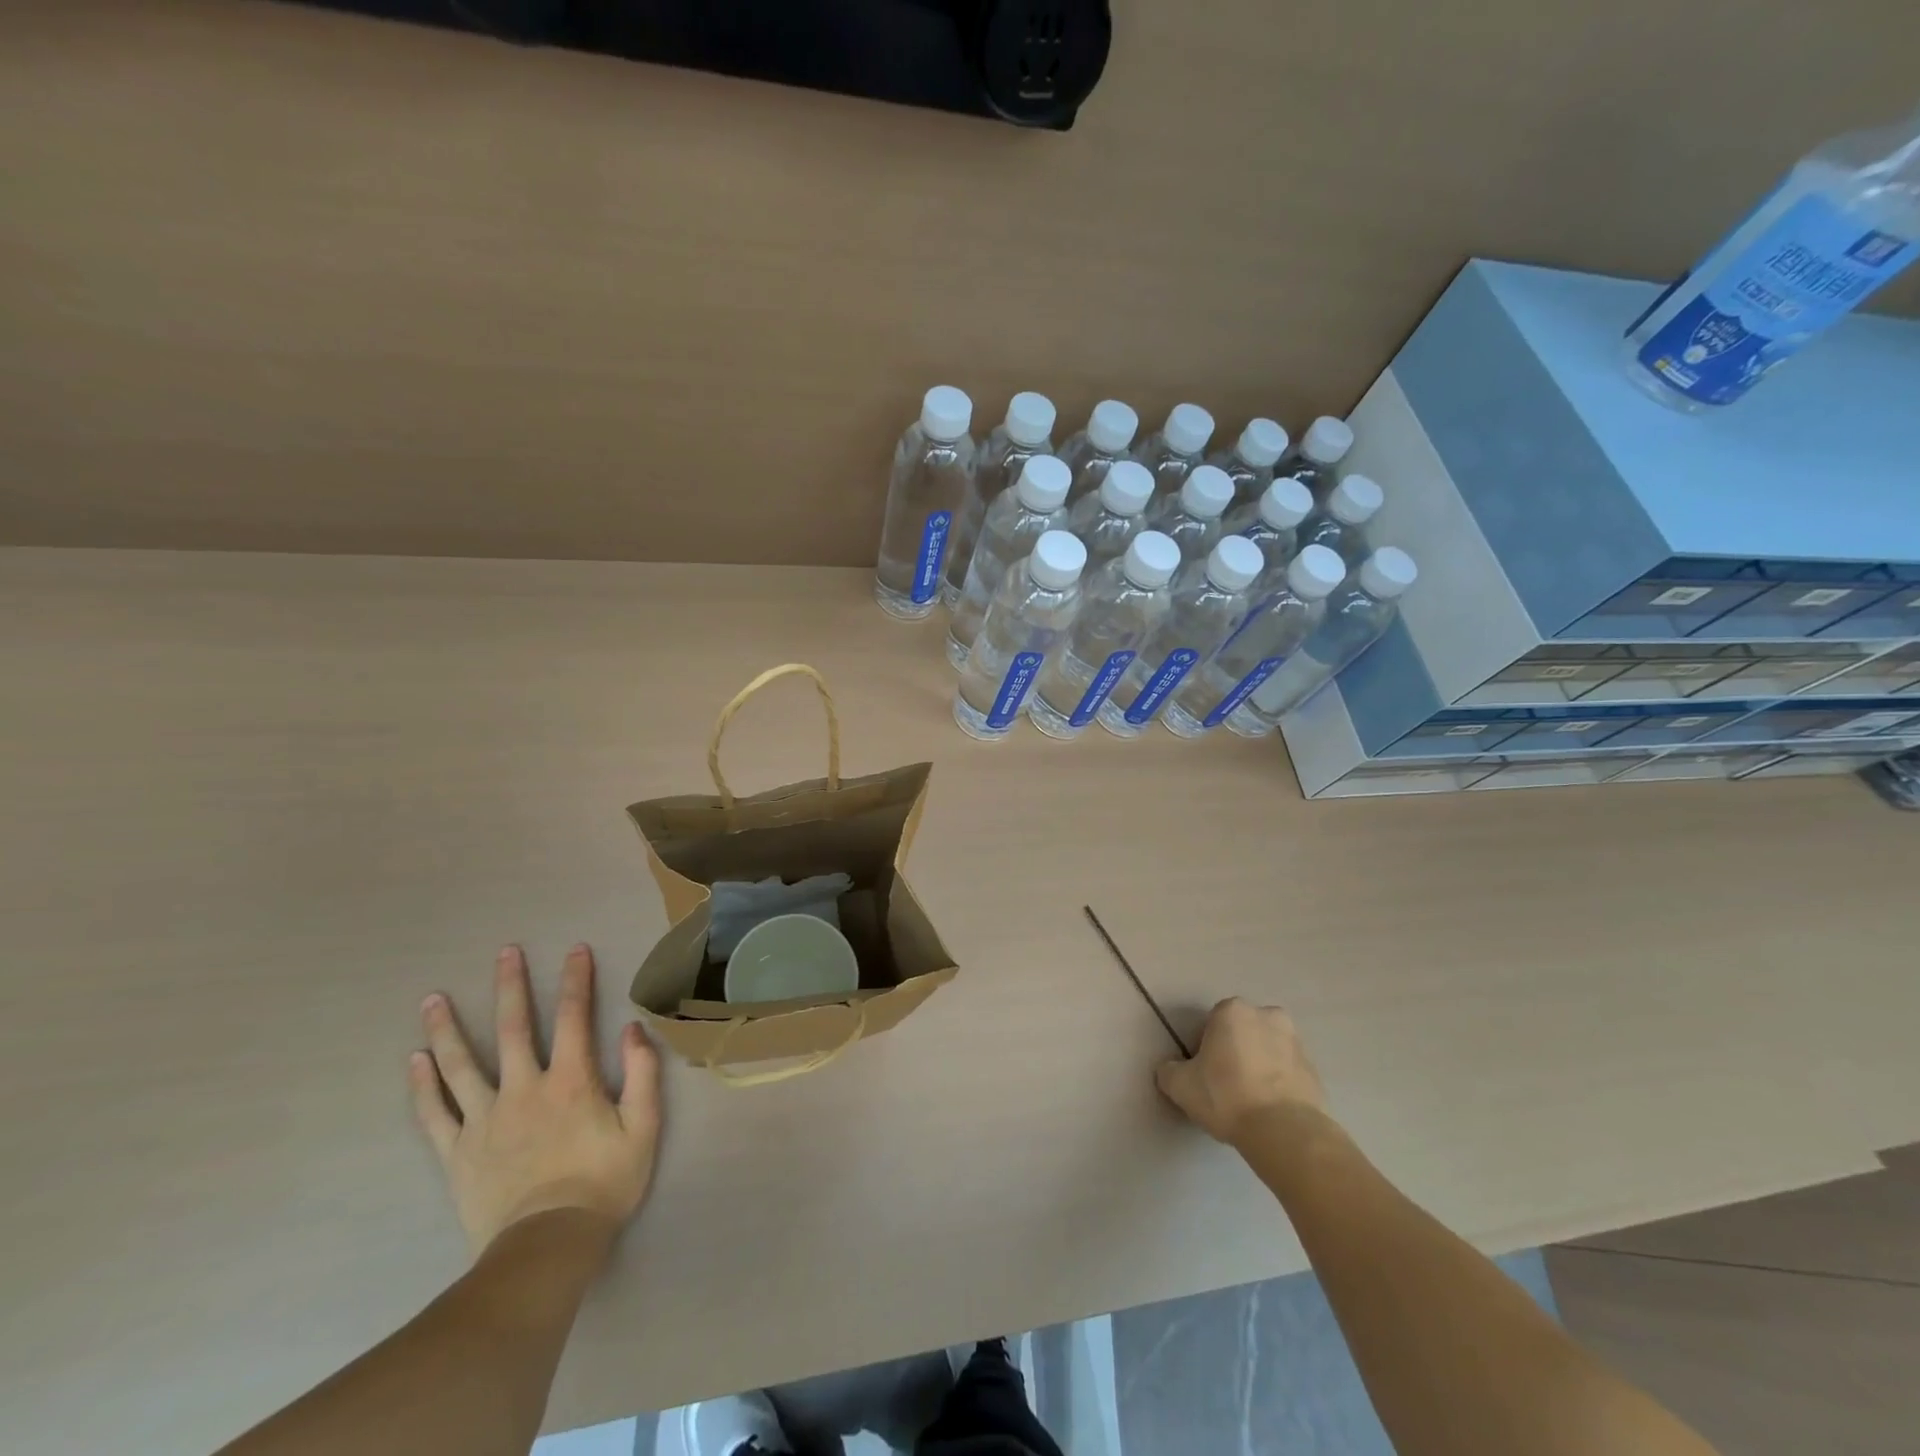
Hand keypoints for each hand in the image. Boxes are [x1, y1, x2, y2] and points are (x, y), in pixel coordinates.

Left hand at [409, 944, 661, 1254]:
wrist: (546, 1247)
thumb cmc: (603, 1183)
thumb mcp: (643, 1127)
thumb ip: (641, 1073)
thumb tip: (633, 1028)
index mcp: (571, 1081)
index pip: (575, 1017)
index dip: (576, 980)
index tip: (575, 949)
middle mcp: (523, 1089)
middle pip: (514, 1029)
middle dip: (511, 986)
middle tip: (505, 952)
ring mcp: (484, 1120)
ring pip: (461, 1065)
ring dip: (448, 1029)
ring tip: (434, 999)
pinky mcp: (457, 1152)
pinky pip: (435, 1113)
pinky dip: (423, 1086)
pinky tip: (414, 1061)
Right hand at [1155, 997, 1327, 1144]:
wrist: (1285, 1132)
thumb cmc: (1227, 1097)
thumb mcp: (1180, 1086)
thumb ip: (1169, 1071)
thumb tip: (1170, 1070)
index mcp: (1233, 1010)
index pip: (1211, 1024)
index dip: (1204, 1048)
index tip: (1203, 1074)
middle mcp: (1267, 1016)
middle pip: (1242, 1032)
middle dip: (1235, 1051)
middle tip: (1225, 1084)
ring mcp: (1296, 1042)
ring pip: (1267, 1050)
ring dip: (1259, 1065)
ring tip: (1250, 1100)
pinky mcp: (1315, 1070)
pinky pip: (1287, 1072)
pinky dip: (1279, 1084)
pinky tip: (1269, 1110)